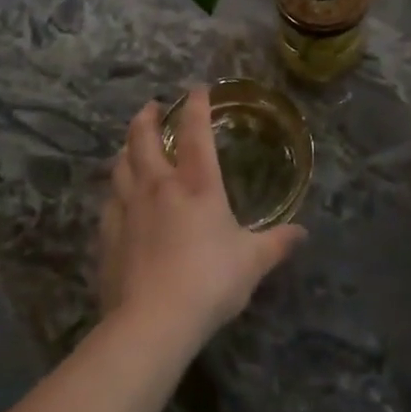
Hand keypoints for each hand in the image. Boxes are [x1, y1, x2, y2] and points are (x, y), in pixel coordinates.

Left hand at [97, 88, 306, 350]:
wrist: (152, 323)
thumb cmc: (209, 282)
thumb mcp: (252, 263)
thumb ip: (276, 244)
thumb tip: (302, 233)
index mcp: (196, 185)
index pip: (196, 132)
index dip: (197, 106)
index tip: (197, 88)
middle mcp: (158, 187)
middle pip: (144, 139)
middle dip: (147, 117)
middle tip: (151, 107)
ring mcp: (128, 210)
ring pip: (120, 166)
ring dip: (126, 149)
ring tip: (130, 145)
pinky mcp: (108, 237)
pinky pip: (109, 202)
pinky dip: (114, 191)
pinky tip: (117, 198)